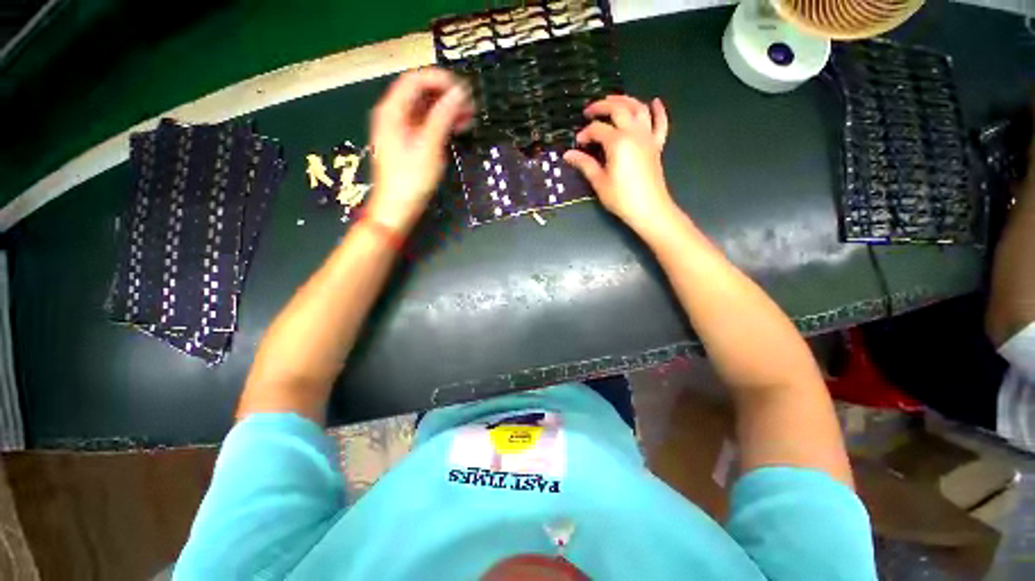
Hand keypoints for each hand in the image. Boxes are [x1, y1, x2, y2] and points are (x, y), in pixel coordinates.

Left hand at [367, 68, 472, 232]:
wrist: (397, 207)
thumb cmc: (410, 180)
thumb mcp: (429, 147)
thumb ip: (443, 117)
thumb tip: (459, 94)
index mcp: (392, 111)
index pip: (416, 80)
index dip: (440, 80)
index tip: (463, 90)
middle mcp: (394, 115)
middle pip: (421, 92)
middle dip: (446, 95)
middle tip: (469, 105)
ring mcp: (401, 129)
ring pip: (426, 108)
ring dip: (447, 110)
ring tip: (468, 117)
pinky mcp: (409, 142)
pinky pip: (426, 123)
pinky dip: (442, 123)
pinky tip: (458, 128)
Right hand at [563, 96, 674, 231]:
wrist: (649, 208)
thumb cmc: (621, 197)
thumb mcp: (599, 182)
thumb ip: (585, 164)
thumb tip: (568, 155)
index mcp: (617, 142)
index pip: (598, 129)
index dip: (585, 133)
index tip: (577, 144)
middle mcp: (634, 133)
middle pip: (618, 109)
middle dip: (602, 106)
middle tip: (589, 111)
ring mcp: (647, 137)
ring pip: (638, 109)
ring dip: (625, 100)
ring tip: (613, 100)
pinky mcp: (657, 145)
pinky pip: (660, 123)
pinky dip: (658, 111)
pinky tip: (654, 102)